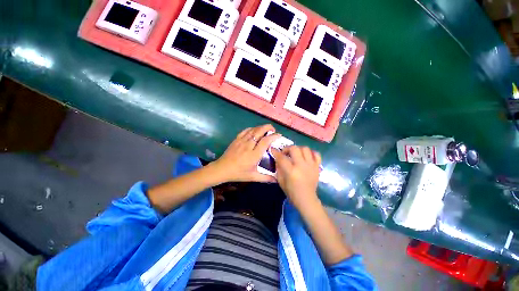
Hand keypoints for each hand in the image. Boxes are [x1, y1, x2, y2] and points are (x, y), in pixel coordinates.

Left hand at [212, 124, 280, 182]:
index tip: (279, 135)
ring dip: (261, 127)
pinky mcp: (236, 139)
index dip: (273, 136)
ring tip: (266, 129)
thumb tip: (277, 179)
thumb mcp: (253, 177)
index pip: (266, 141)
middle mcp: (249, 145)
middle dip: (268, 127)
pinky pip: (245, 130)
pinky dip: (252, 128)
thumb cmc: (238, 173)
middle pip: (259, 131)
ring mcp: (242, 141)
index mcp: (254, 154)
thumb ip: (266, 178)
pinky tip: (254, 130)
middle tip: (273, 130)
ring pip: (253, 129)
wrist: (222, 169)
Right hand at [271, 146, 321, 209]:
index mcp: (291, 171)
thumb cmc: (291, 191)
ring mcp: (311, 165)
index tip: (273, 150)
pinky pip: (316, 154)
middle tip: (285, 153)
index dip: (276, 152)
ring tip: (296, 154)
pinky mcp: (317, 167)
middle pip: (294, 149)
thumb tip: (278, 158)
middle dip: (287, 148)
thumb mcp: (280, 181)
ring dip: (298, 149)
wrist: (306, 198)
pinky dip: (311, 153)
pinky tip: (306, 156)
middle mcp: (301, 166)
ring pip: (305, 149)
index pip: (282, 158)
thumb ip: (278, 168)